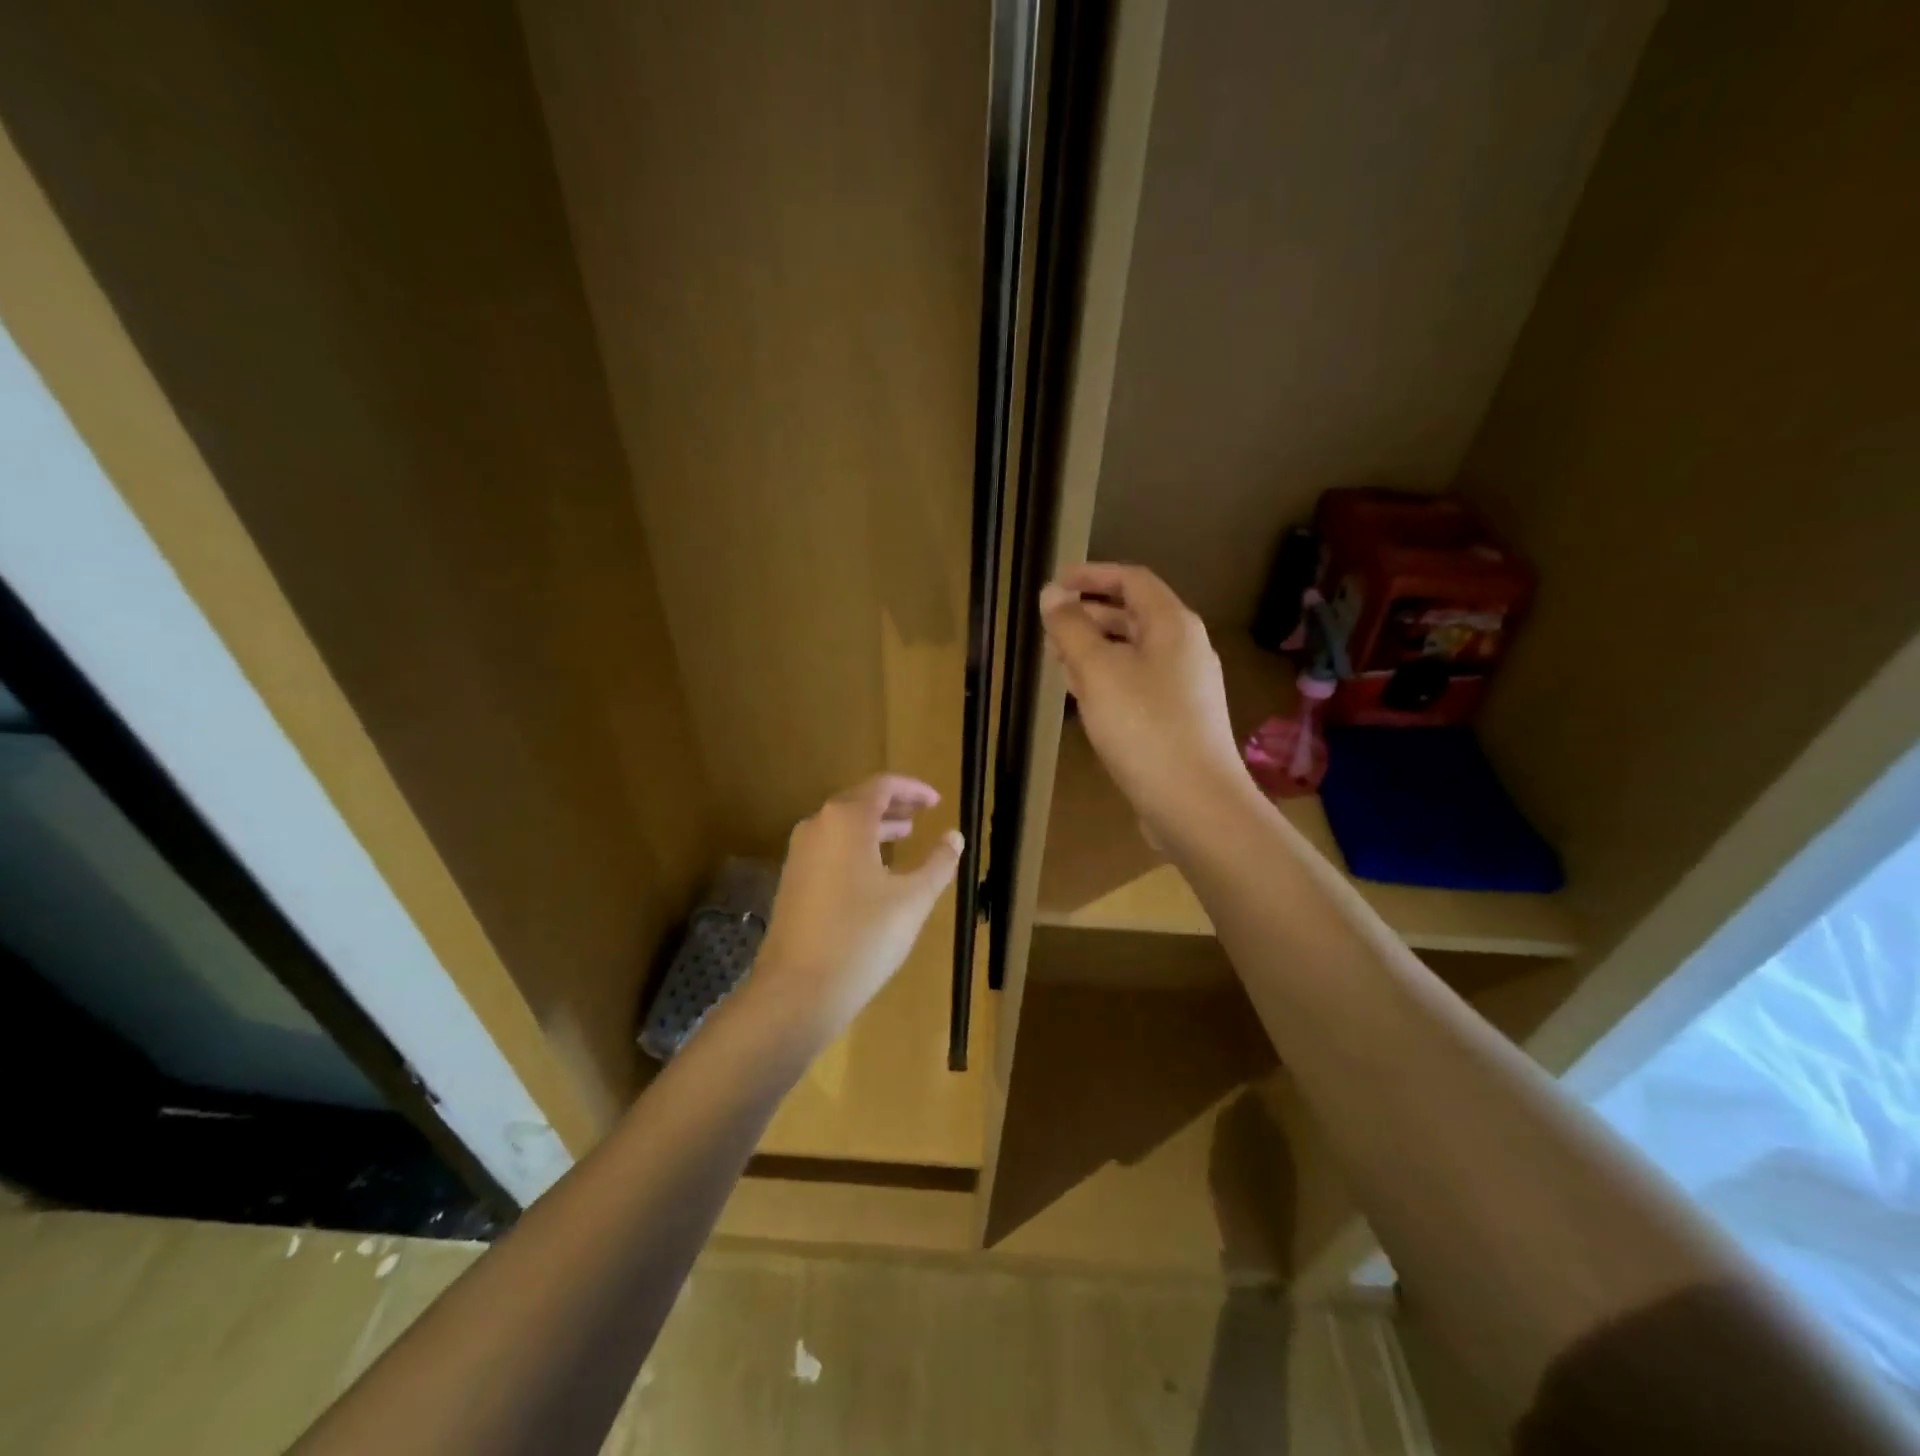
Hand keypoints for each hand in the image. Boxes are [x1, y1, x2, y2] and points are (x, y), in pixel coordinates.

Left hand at [750, 774, 962, 1043]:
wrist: (797, 990)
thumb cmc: (862, 937)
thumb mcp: (913, 900)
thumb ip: (938, 863)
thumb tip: (955, 837)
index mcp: (846, 820)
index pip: (882, 786)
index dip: (913, 789)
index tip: (937, 801)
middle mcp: (817, 827)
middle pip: (859, 801)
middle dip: (893, 805)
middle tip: (922, 814)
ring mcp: (799, 854)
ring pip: (842, 826)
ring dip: (874, 826)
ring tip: (904, 836)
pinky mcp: (791, 881)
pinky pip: (828, 848)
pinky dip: (855, 847)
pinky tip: (874, 871)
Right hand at [1040, 563, 1253, 840]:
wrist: (1194, 803)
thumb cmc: (1144, 727)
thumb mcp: (1098, 671)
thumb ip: (1071, 628)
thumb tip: (1052, 593)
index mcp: (1173, 625)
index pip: (1132, 580)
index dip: (1092, 575)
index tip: (1055, 584)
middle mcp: (1185, 648)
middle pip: (1134, 616)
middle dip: (1089, 616)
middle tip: (1049, 629)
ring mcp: (1185, 687)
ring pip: (1134, 653)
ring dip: (1095, 650)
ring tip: (1058, 662)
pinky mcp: (1178, 719)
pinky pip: (1138, 684)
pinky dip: (1109, 680)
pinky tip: (1085, 698)